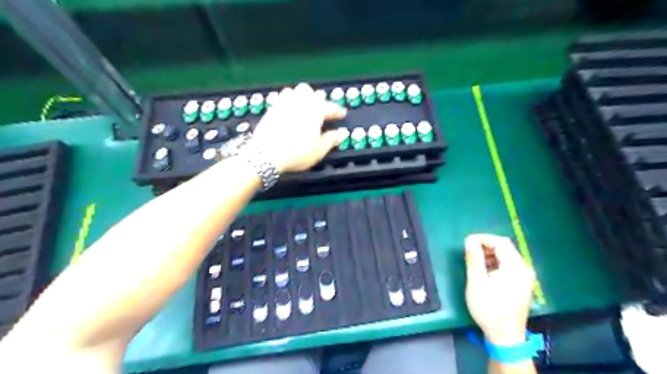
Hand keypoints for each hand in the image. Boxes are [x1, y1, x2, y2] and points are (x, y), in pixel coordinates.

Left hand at [250, 82, 349, 171]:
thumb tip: (342, 134)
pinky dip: (288, 104)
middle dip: (317, 99)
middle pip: (310, 92)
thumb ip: (332, 139)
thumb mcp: (319, 150)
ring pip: (293, 91)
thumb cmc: (297, 152)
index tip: (342, 114)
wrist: (266, 155)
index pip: (330, 107)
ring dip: (301, 97)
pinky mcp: (271, 109)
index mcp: (315, 109)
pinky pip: (282, 99)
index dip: (338, 111)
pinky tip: (289, 114)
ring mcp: (283, 103)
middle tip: (321, 111)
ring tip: (304, 108)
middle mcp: (299, 101)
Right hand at [466, 234, 534, 343]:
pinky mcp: (522, 284)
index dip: (483, 238)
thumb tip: (469, 240)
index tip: (466, 242)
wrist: (505, 337)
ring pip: (506, 257)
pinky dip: (495, 264)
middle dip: (485, 246)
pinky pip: (509, 266)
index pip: (500, 242)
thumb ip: (474, 259)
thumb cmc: (489, 309)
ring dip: (490, 255)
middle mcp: (524, 269)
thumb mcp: (476, 282)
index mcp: (515, 267)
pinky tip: (485, 272)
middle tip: (469, 252)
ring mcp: (525, 277)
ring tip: (474, 262)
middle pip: (505, 248)